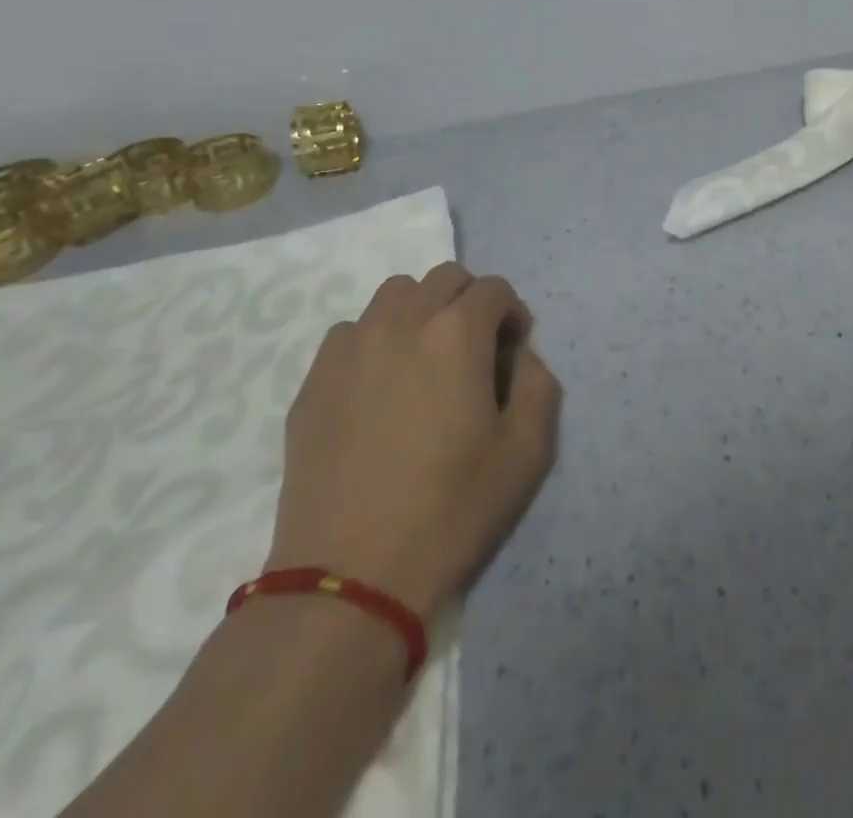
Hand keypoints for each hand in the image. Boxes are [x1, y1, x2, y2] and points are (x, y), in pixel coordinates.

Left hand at [266, 263, 561, 619]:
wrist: (351, 576)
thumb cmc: (451, 510)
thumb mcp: (527, 452)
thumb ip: (538, 383)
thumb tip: (519, 355)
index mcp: (457, 333)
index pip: (493, 288)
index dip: (512, 314)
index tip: (512, 353)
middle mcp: (402, 322)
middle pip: (445, 277)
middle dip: (470, 302)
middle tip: (474, 353)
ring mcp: (350, 347)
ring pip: (394, 294)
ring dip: (421, 311)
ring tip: (424, 362)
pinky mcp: (314, 378)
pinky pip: (352, 331)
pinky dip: (375, 340)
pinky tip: (378, 389)